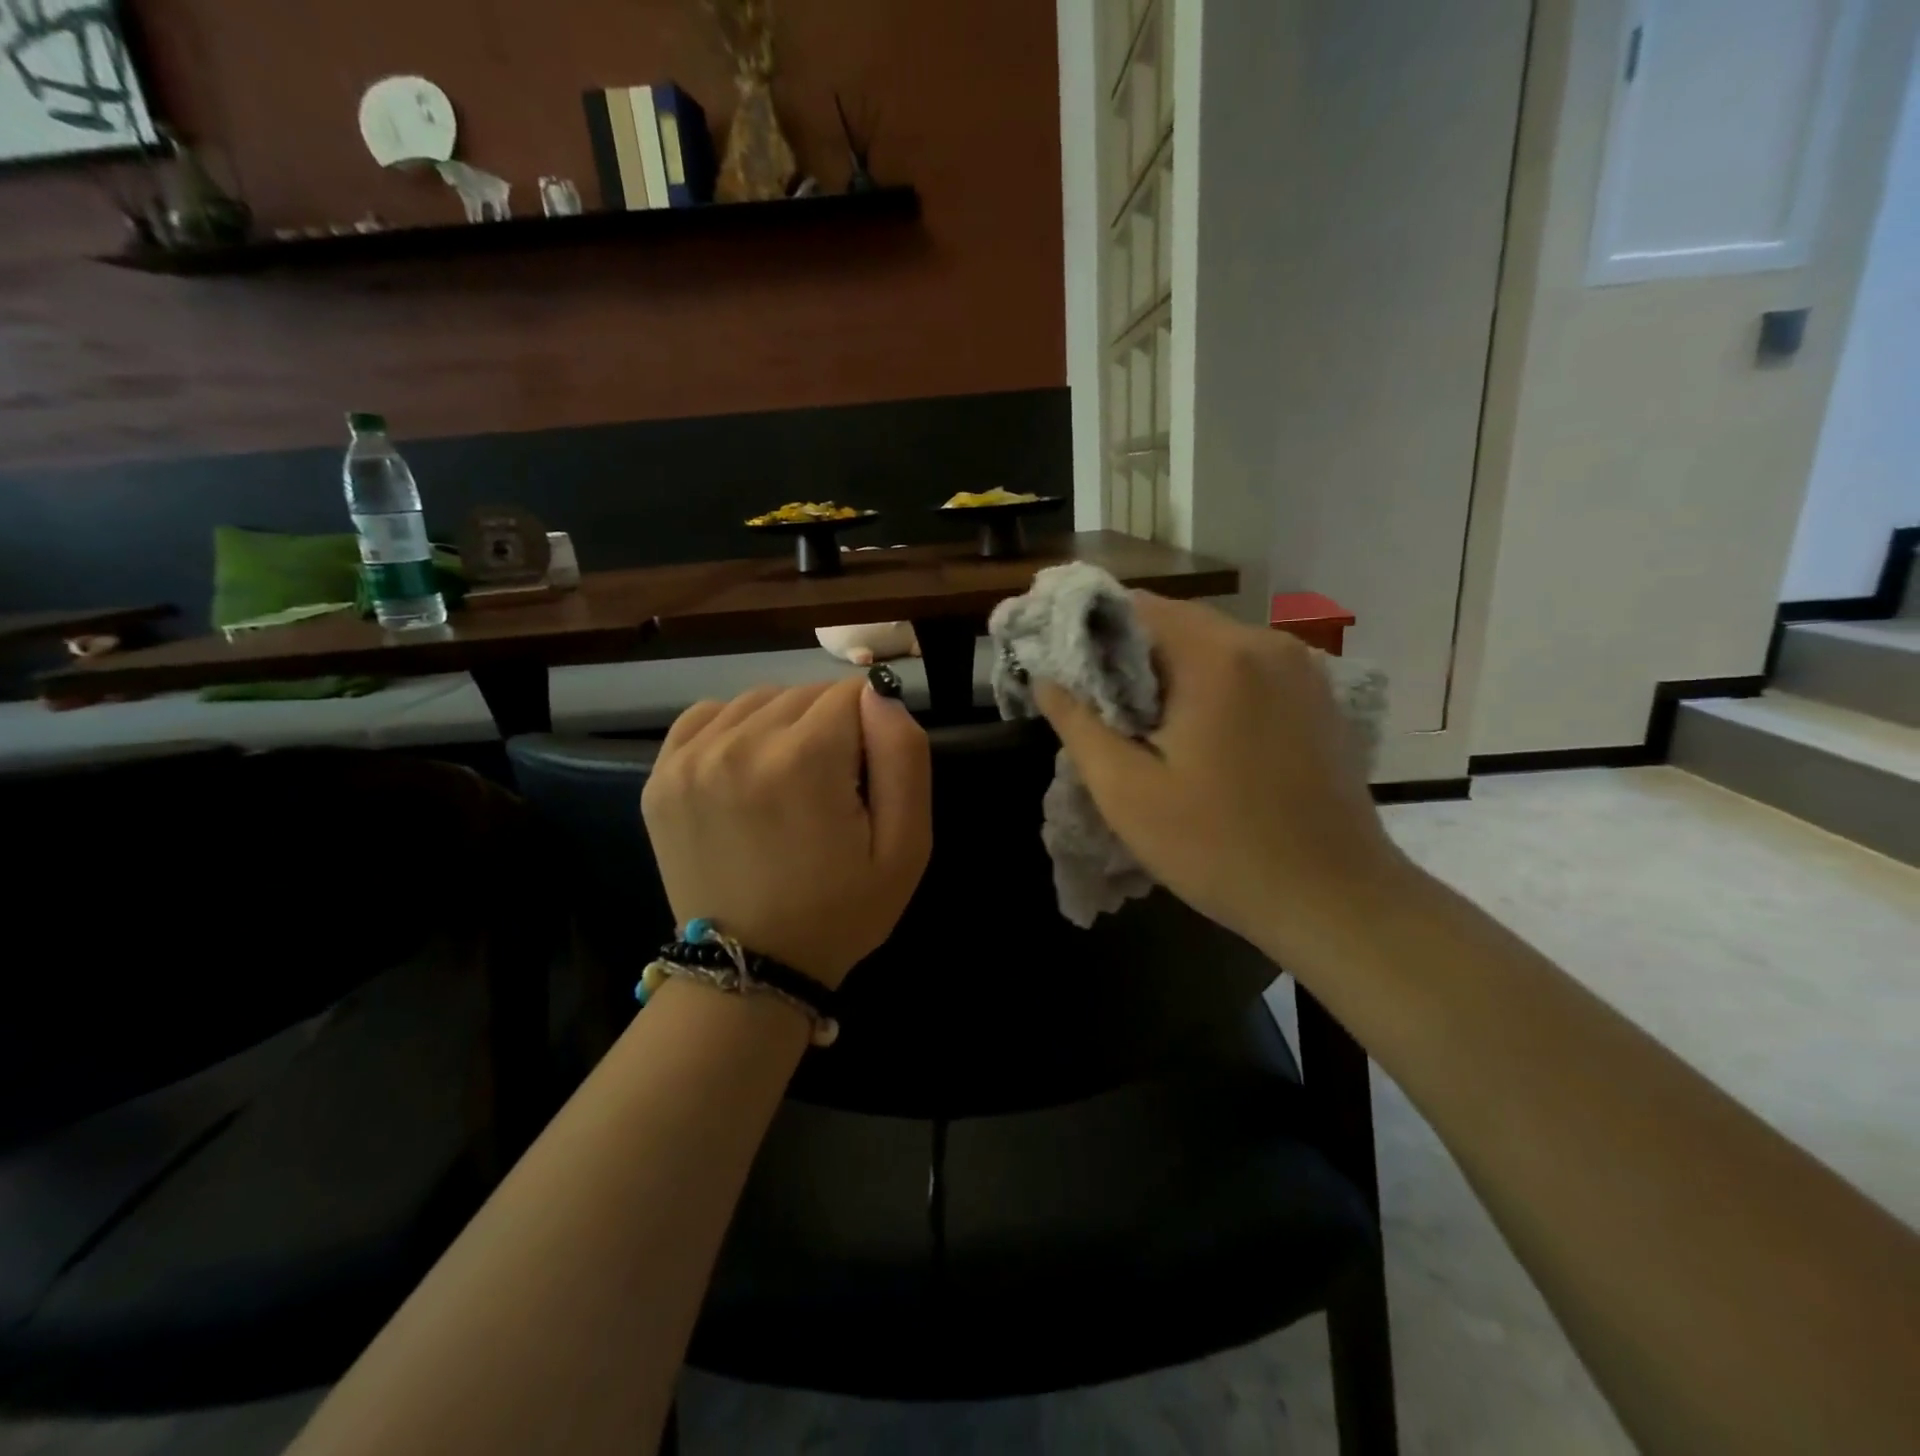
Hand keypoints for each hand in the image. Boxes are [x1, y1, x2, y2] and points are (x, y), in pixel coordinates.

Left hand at [643, 677, 931, 986]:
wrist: (750, 968)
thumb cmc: (841, 911)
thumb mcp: (906, 846)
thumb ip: (904, 755)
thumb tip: (880, 692)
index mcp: (803, 761)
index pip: (852, 693)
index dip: (871, 728)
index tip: (865, 775)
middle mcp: (739, 745)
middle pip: (805, 693)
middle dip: (830, 726)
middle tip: (832, 786)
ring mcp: (690, 758)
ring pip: (759, 700)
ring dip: (785, 725)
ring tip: (790, 780)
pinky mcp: (661, 775)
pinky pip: (708, 715)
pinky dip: (735, 728)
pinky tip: (747, 767)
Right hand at [1034, 593, 1408, 961]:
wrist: (1334, 900)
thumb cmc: (1219, 847)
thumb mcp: (1127, 793)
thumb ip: (1078, 725)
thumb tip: (1045, 678)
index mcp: (1217, 656)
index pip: (1138, 607)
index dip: (1093, 632)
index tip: (1069, 672)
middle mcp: (1266, 643)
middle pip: (1178, 624)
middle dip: (1133, 658)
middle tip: (1103, 710)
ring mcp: (1303, 668)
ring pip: (1214, 647)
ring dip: (1174, 674)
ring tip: (1148, 728)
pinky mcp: (1320, 697)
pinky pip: (1250, 671)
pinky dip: (1215, 687)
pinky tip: (1204, 738)